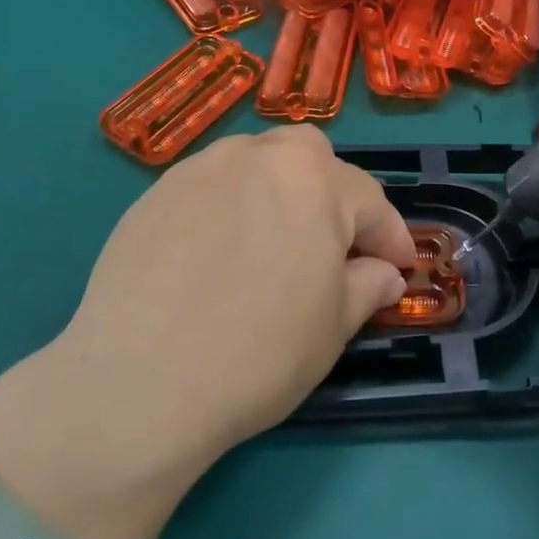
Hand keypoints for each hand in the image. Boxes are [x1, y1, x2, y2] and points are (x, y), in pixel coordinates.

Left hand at [0, 128, 413, 538]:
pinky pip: (211, 185)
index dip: (390, 238)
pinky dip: (230, 205)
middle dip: (333, 195)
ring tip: (273, 242)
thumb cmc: (257, 353)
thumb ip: (366, 287)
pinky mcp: (156, 192)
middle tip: (332, 246)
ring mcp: (202, 168)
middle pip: (311, 159)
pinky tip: (218, 251)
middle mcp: (259, 156)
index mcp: (314, 180)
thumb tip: (384, 274)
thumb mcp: (332, 328)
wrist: (138, 382)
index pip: (369, 201)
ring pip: (257, 162)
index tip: (399, 267)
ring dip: (279, 191)